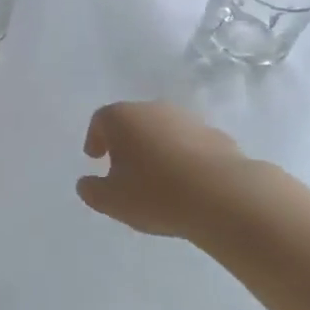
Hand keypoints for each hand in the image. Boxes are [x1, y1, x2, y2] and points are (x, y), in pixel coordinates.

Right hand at [76, 101, 245, 239]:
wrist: (223, 196)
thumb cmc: (156, 194)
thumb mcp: (112, 201)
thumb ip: (92, 191)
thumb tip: (86, 183)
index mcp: (121, 118)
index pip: (100, 120)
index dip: (95, 139)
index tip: (95, 158)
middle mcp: (153, 109)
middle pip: (133, 121)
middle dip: (127, 143)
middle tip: (125, 170)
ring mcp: (187, 120)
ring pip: (164, 131)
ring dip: (158, 149)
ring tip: (159, 179)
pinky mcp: (217, 136)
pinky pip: (191, 145)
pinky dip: (185, 158)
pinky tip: (189, 183)